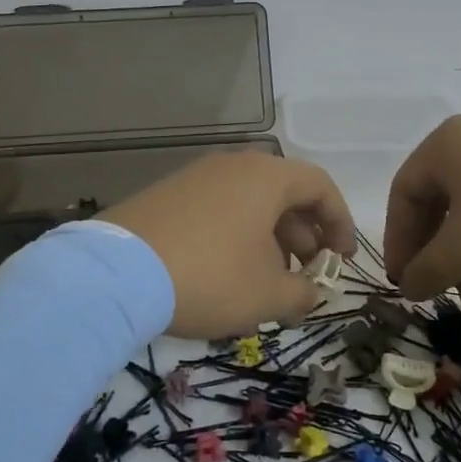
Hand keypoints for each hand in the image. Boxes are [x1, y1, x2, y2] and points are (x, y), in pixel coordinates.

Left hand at [105, 151, 356, 338]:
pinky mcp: (166, 196)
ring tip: (267, 284)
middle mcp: (232, 166)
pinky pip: (217, 211)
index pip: (319, 186)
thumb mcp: (267, 295)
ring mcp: (194, 178)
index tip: (343, 260)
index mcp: (265, 177)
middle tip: (305, 277)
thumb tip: (309, 293)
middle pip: (283, 194)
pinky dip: (235, 238)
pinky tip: (227, 276)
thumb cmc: (210, 276)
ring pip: (248, 204)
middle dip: (303, 237)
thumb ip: (302, 294)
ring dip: (269, 241)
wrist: (117, 274)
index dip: (340, 222)